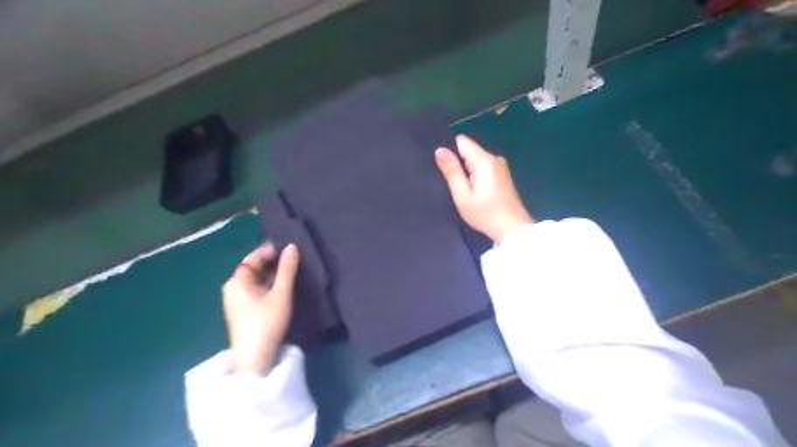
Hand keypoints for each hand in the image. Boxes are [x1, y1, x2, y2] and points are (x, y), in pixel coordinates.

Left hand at [222, 241, 299, 372]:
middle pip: (254, 267)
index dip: (272, 250)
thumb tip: (292, 246)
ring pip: (256, 279)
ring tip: (293, 269)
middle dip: (274, 262)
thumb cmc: (266, 322)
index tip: (291, 247)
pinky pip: (256, 289)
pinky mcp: (243, 309)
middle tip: (295, 258)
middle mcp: (233, 287)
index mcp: (237, 280)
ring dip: (273, 273)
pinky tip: (283, 285)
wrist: (255, 358)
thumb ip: (287, 269)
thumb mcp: (281, 293)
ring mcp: (236, 299)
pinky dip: (269, 284)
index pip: (254, 257)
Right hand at [436, 135, 533, 242]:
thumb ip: (452, 171)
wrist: (513, 229)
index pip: (462, 141)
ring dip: (467, 170)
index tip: (444, 166)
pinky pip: (483, 166)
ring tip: (462, 188)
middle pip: (469, 149)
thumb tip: (439, 149)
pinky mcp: (503, 174)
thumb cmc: (485, 214)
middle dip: (458, 162)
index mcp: (484, 161)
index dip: (450, 150)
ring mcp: (500, 166)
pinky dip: (475, 174)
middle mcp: (494, 158)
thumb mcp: (463, 195)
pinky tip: (474, 190)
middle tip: (451, 182)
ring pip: (476, 158)